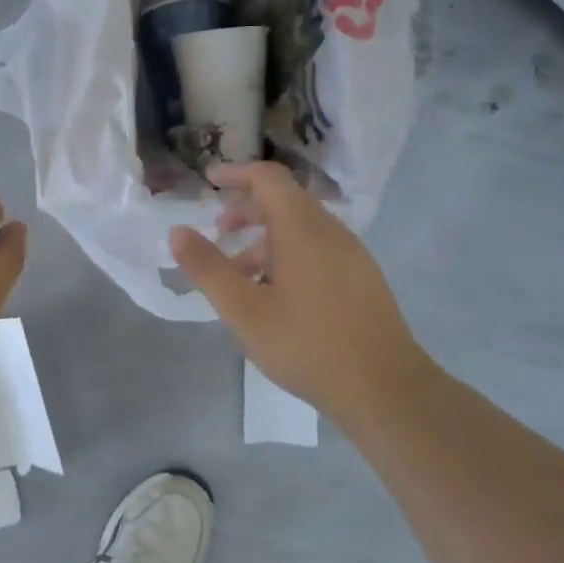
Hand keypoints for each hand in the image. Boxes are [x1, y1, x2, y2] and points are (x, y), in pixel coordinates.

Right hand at [170, 161, 436, 418]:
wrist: (385, 389)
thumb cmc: (307, 344)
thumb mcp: (244, 310)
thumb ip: (208, 268)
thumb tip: (178, 232)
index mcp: (301, 229)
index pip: (268, 178)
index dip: (236, 173)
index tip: (209, 180)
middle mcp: (330, 231)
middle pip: (285, 200)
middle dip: (246, 208)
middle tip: (217, 229)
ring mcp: (351, 254)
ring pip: (301, 227)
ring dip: (265, 237)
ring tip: (238, 273)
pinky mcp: (361, 277)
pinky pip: (317, 248)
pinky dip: (287, 253)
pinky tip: (274, 293)